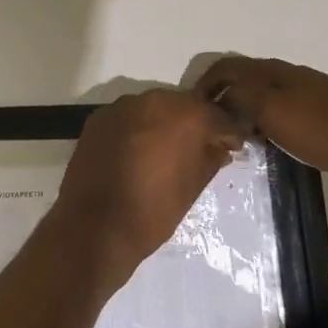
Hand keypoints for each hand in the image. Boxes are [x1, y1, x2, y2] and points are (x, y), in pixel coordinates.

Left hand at [48, 90, 245, 290]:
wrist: (94, 227)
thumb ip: (210, 159)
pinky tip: (138, 151)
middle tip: (202, 146)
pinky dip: (138, 128)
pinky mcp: (98, 118)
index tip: (234, 144)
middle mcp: (154, 100)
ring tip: (167, 150)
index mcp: (185, 116)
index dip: (229, 131)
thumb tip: (219, 147)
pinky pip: (128, 116)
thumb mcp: (192, 188)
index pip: (217, 115)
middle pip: (184, 105)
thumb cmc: (153, 212)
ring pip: (154, 107)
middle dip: (195, 122)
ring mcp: (122, 106)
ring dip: (164, 122)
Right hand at [194, 55, 327, 199]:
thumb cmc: (325, 128)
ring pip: (261, 97)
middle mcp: (286, 76)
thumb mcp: (274, 111)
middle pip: (242, 80)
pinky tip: (267, 145)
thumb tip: (219, 102)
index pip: (225, 68)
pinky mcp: (320, 114)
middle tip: (209, 128)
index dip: (204, 85)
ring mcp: (306, 94)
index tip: (191, 111)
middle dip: (221, 99)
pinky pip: (279, 113)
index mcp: (272, 72)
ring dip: (243, 113)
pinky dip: (264, 124)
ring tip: (232, 139)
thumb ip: (242, 99)